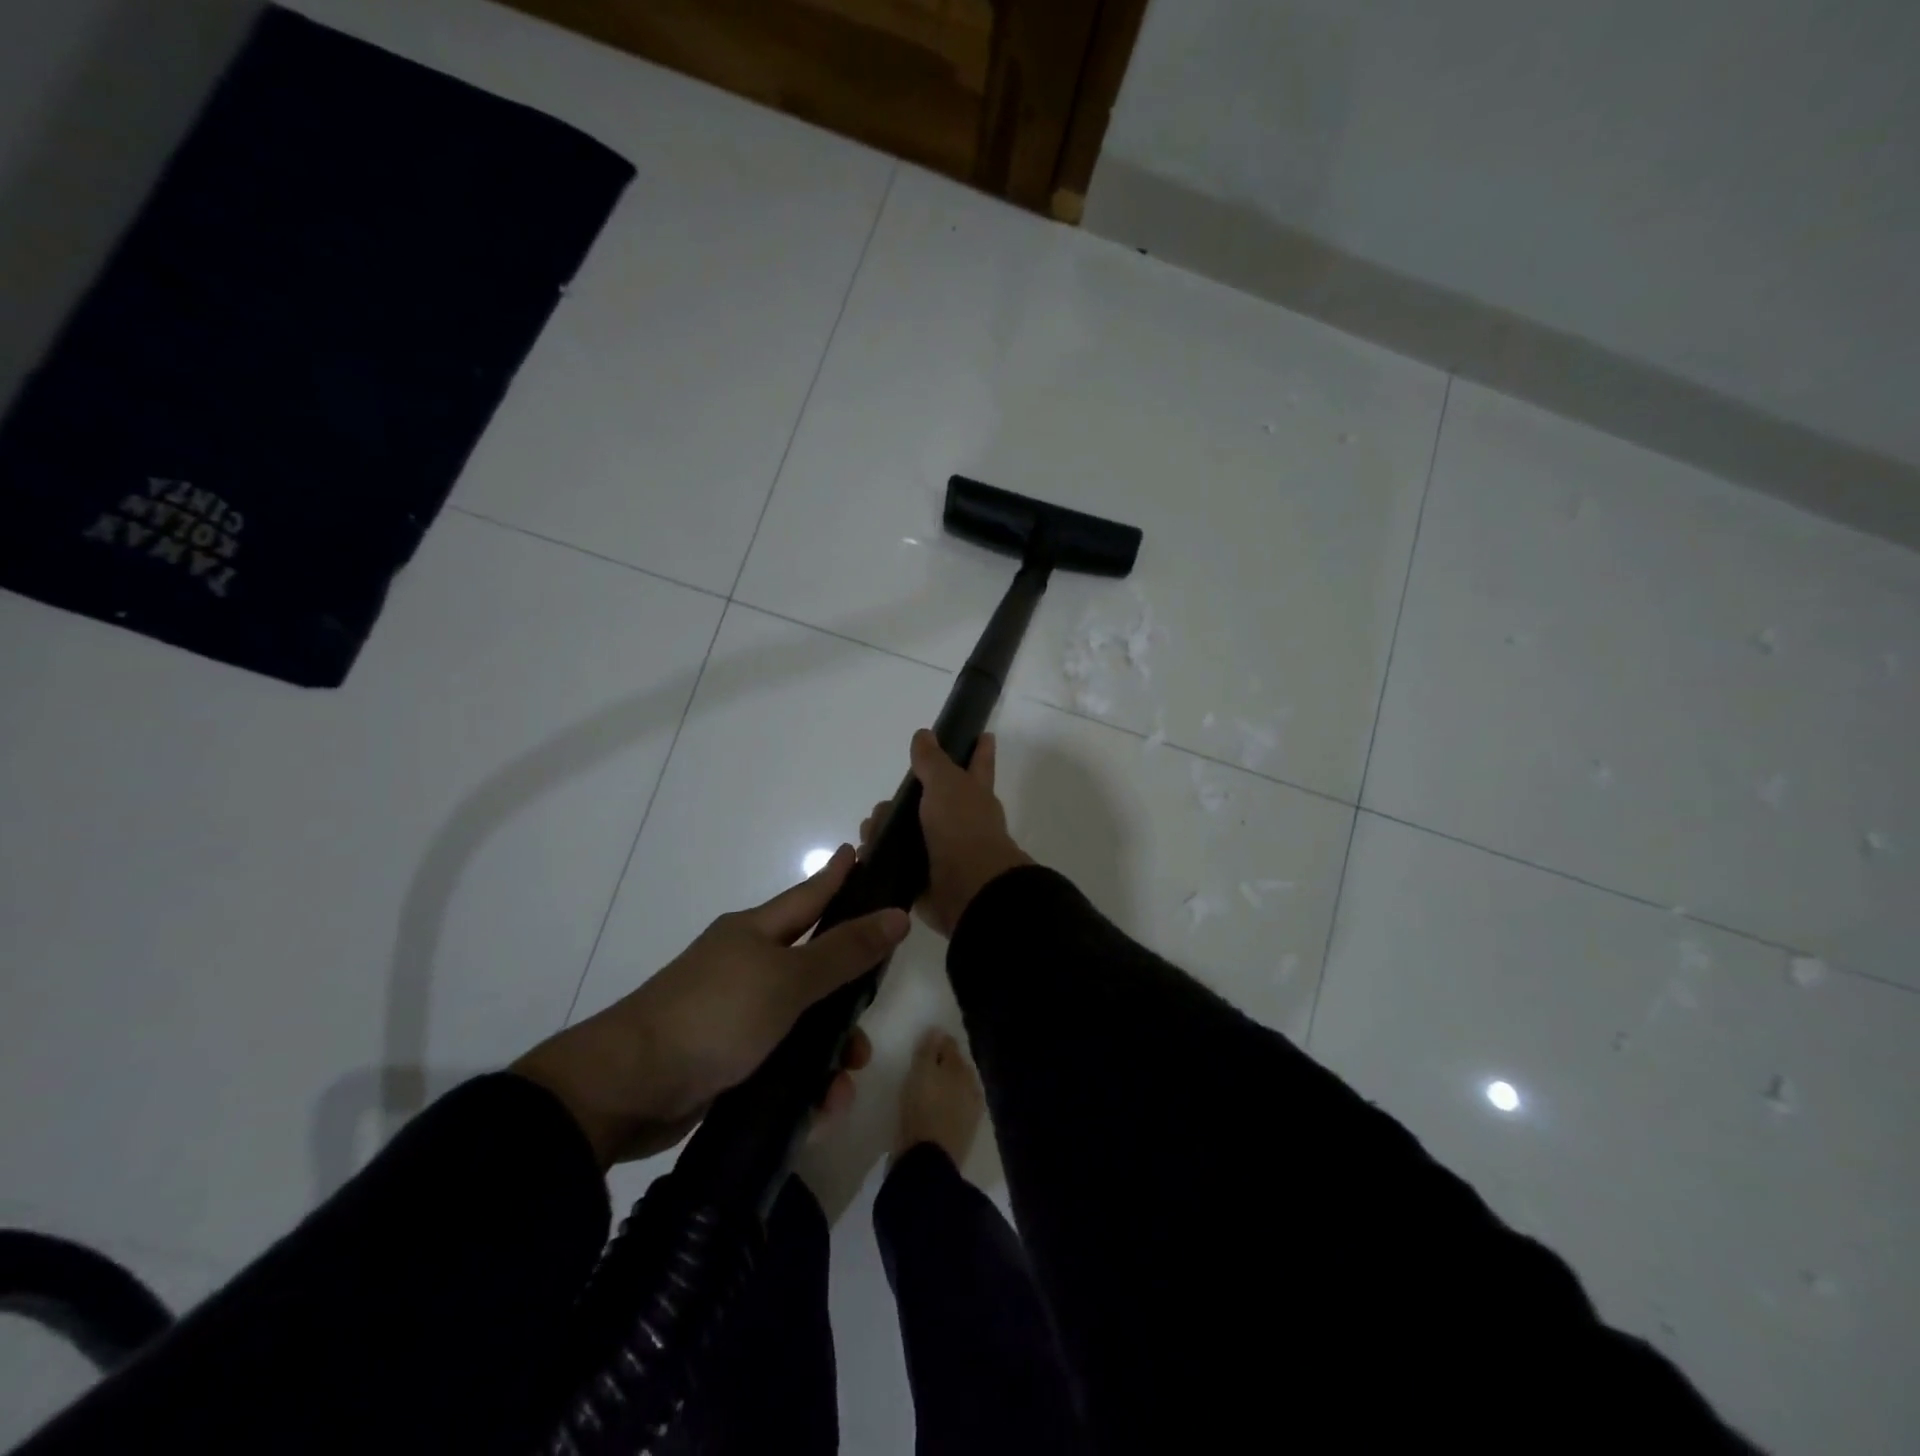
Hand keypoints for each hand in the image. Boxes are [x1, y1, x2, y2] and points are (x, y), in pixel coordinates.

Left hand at [512, 845, 906, 1168]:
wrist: (626, 1089)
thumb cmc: (713, 1015)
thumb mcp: (787, 981)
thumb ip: (845, 951)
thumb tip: (896, 914)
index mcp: (755, 934)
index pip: (810, 895)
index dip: (838, 876)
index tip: (861, 850)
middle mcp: (746, 967)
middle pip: (814, 967)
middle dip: (848, 991)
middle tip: (872, 1008)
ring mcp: (734, 1014)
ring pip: (802, 1023)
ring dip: (830, 1051)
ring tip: (844, 1083)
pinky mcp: (726, 1060)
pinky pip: (781, 1063)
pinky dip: (804, 1082)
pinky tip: (820, 1108)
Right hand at [861, 729, 1031, 938]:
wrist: (968, 889)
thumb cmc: (962, 828)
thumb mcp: (947, 784)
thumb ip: (932, 760)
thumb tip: (924, 734)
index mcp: (974, 794)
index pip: (979, 763)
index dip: (980, 749)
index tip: (983, 734)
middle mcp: (961, 820)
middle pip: (929, 799)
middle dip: (902, 799)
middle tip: (884, 805)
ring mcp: (942, 850)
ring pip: (906, 830)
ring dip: (883, 828)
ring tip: (870, 832)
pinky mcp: (924, 877)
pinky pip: (895, 862)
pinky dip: (878, 857)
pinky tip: (864, 853)